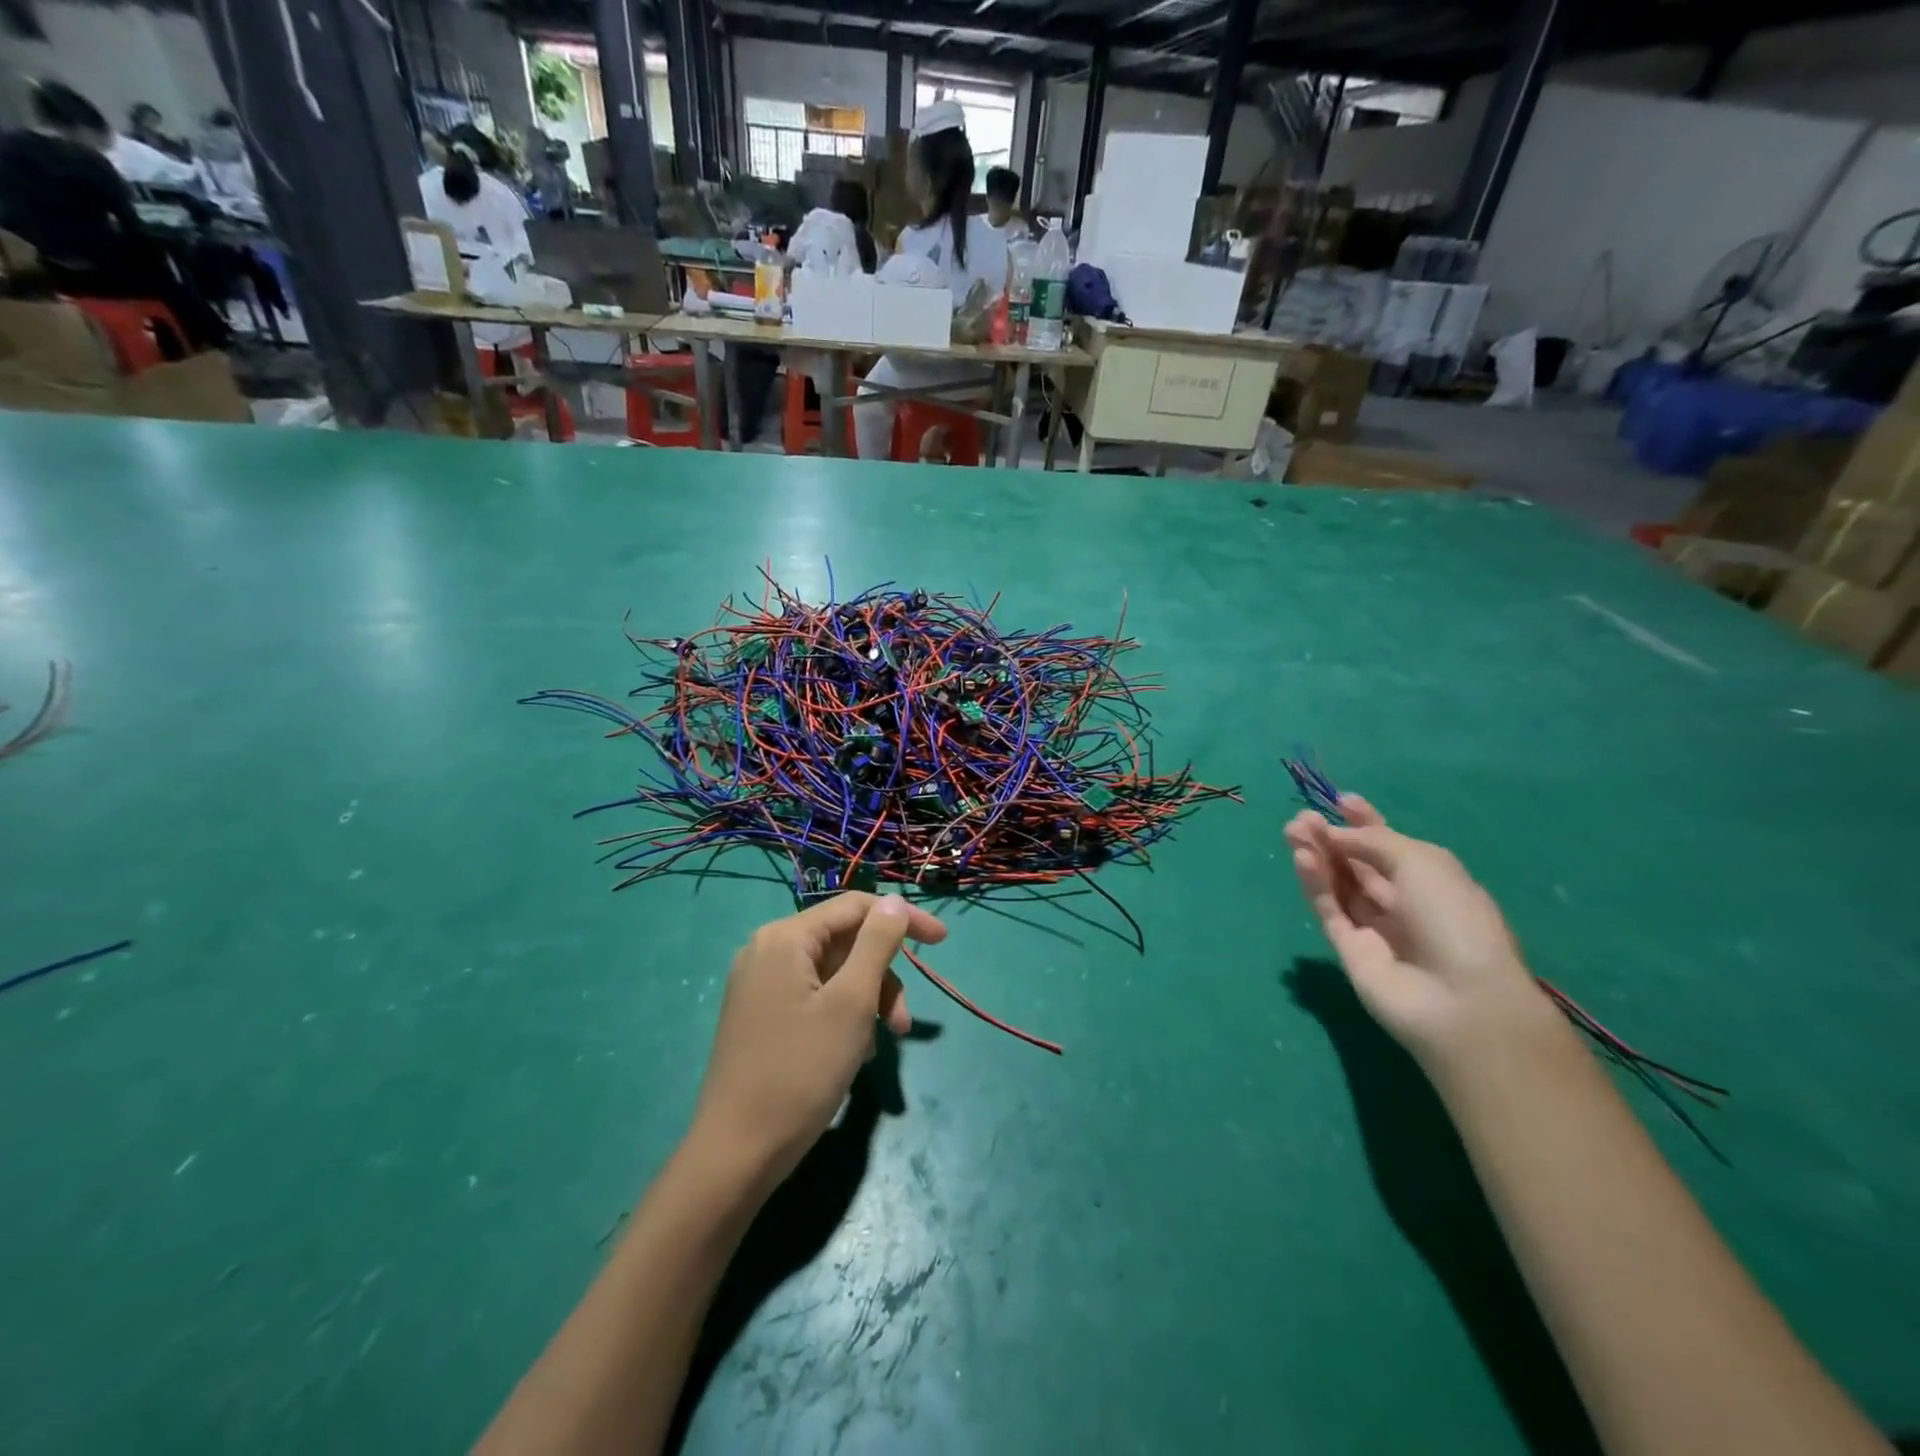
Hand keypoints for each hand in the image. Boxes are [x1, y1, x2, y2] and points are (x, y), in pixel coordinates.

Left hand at [689, 891, 945, 1190]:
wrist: (736, 1154)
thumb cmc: (801, 1072)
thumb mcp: (851, 1003)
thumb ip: (877, 944)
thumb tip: (892, 902)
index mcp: (785, 938)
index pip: (856, 907)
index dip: (902, 918)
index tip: (941, 942)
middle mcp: (767, 950)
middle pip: (844, 942)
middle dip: (883, 976)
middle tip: (905, 1022)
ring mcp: (760, 983)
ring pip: (832, 973)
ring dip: (867, 1000)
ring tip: (883, 1044)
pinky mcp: (760, 1013)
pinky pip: (814, 996)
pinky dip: (842, 1014)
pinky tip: (854, 1052)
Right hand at [1286, 795, 1553, 1069]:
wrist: (1460, 1000)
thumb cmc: (1454, 919)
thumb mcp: (1421, 862)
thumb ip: (1373, 841)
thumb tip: (1335, 835)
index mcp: (1430, 881)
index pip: (1390, 846)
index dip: (1366, 823)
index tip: (1341, 801)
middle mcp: (1401, 902)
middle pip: (1358, 863)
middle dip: (1332, 837)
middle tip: (1302, 817)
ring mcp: (1374, 927)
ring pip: (1339, 884)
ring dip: (1317, 855)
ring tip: (1293, 829)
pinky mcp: (1348, 949)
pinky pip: (1329, 909)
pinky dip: (1315, 883)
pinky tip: (1302, 858)